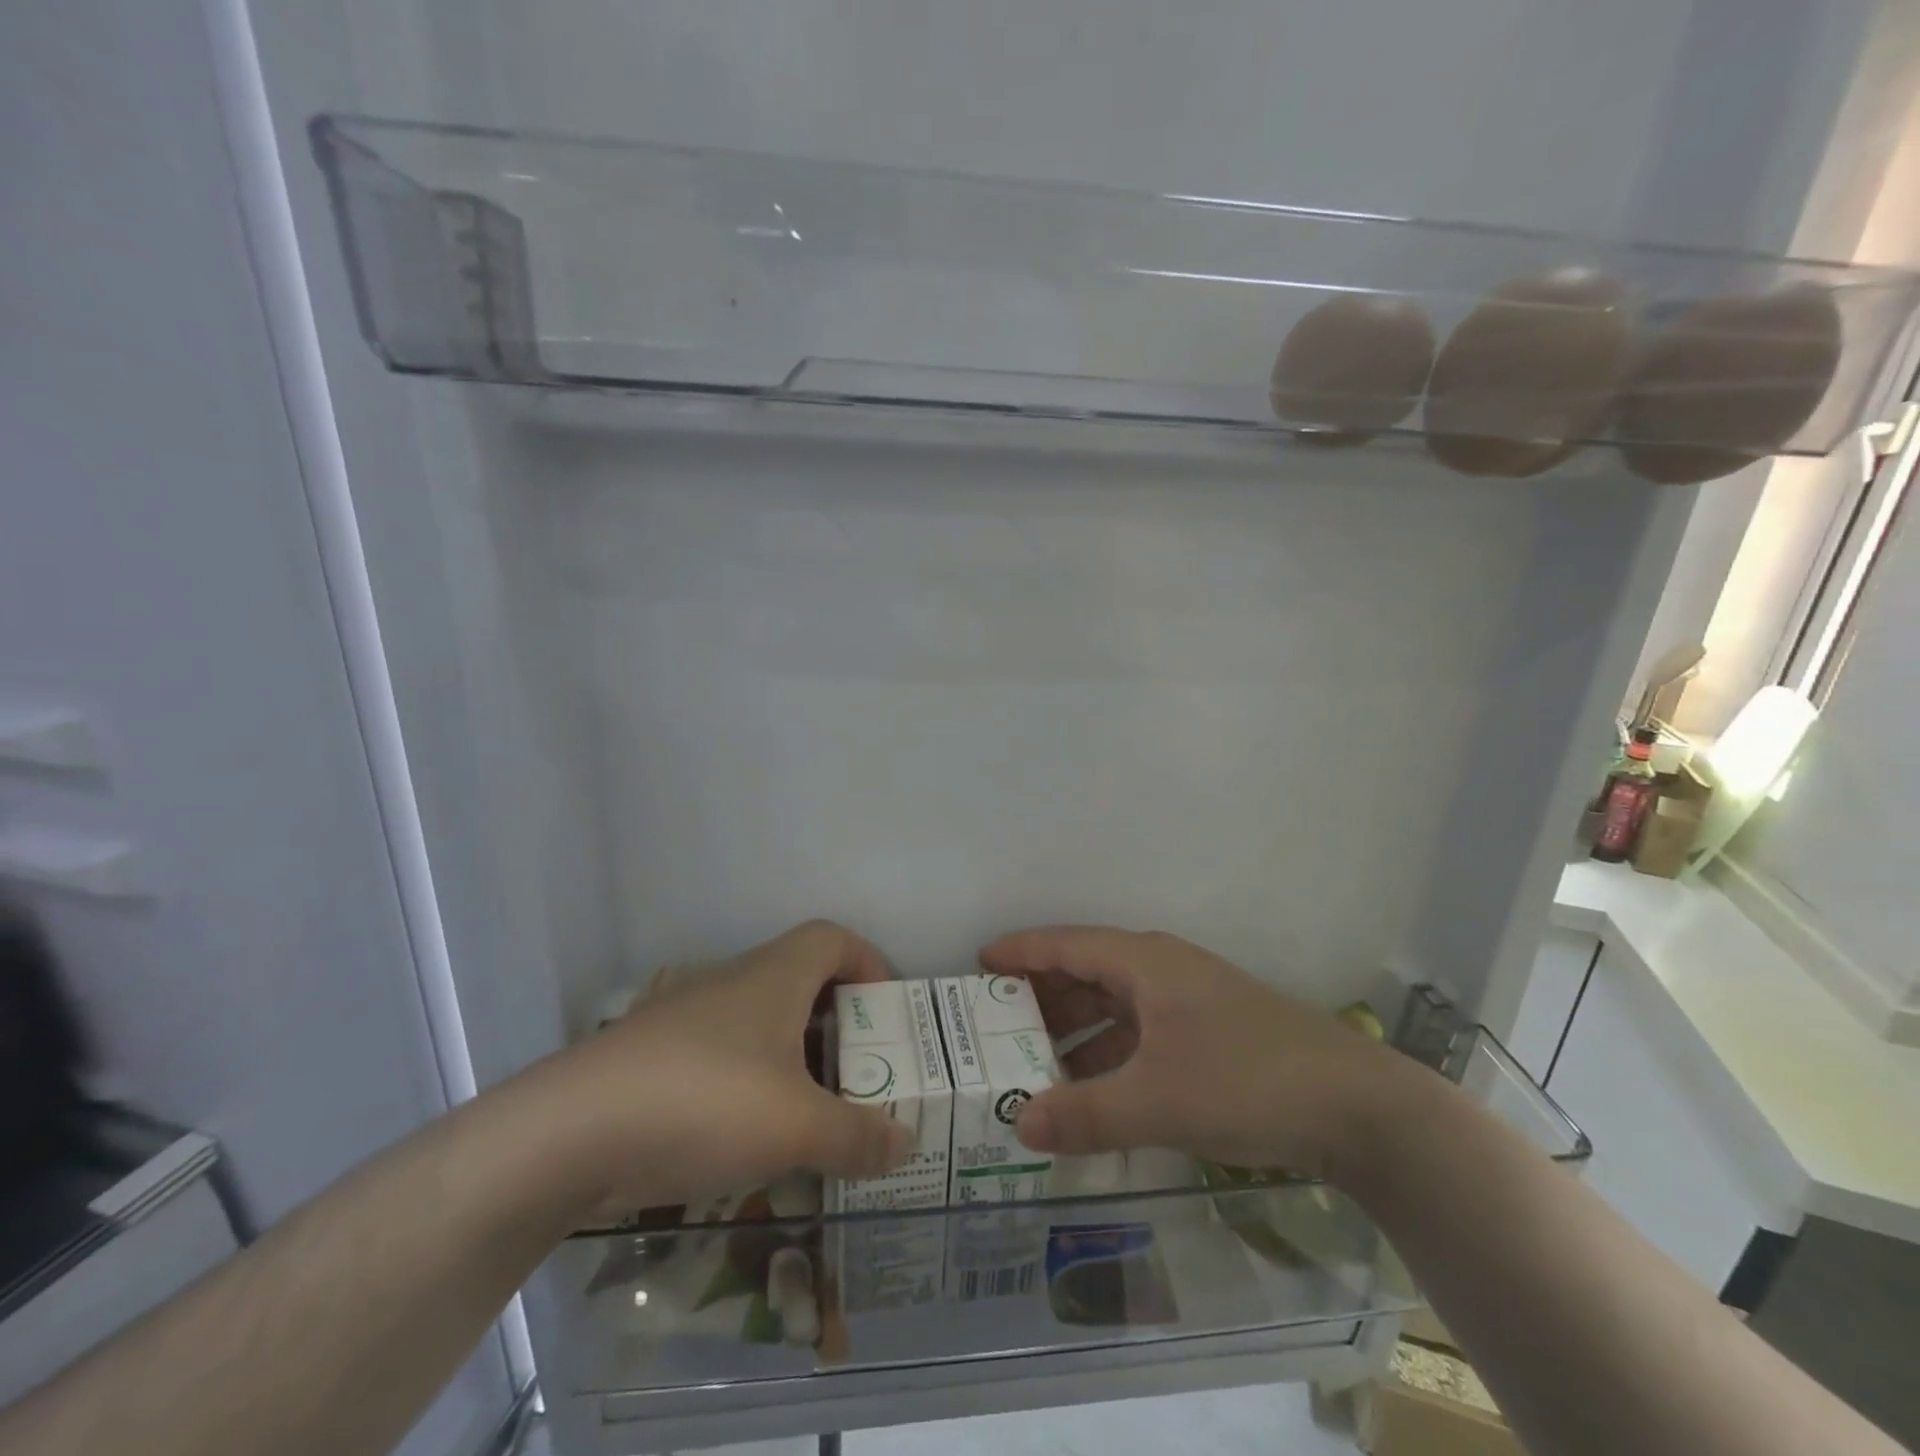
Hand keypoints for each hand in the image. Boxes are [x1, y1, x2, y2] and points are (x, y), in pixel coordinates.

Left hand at [515, 921, 912, 1220]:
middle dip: (836, 1023)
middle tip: (858, 1074)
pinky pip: (720, 1056)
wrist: (567, 1134)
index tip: (885, 1012)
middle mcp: (732, 981)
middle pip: (800, 982)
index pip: (833, 938)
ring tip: (808, 1114)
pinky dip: (747, 1084)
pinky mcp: (654, 1056)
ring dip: (791, 1058)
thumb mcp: (796, 1127)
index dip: (868, 963)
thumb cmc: (704, 1102)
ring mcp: (687, 1016)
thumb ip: (857, 1136)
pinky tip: (744, 1138)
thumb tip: (907, 1143)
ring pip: (758, 1023)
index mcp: (775, 975)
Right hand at [982, 926, 1414, 1181]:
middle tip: (995, 1027)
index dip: (1020, 952)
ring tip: (1034, 1064)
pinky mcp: (1208, 1034)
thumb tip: (1018, 1124)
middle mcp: (1162, 970)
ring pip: (1113, 1005)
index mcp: (1144, 962)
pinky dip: (1108, 1054)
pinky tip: (1093, 1090)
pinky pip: (1139, 1033)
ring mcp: (1189, 1001)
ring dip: (1075, 1031)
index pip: (1065, 945)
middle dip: (1040, 998)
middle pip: (1086, 972)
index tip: (978, 963)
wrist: (1359, 1106)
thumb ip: (1085, 1114)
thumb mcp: (1158, 1101)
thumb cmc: (1247, 1080)